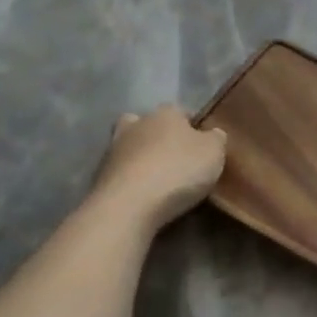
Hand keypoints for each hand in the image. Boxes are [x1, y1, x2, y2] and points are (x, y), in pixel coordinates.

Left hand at [91, 107, 226, 229]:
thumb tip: (213, 133)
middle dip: (159, 136)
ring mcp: (113, 149)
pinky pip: (121, 171)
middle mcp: (137, 124)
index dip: (194, 126)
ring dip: (142, 157)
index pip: (182, 111)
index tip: (203, 145)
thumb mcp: (214, 152)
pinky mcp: (99, 175)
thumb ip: (216, 139)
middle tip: (175, 156)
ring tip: (159, 178)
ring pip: (131, 146)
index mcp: (166, 113)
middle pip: (149, 124)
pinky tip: (144, 193)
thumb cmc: (178, 170)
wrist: (129, 204)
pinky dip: (131, 178)